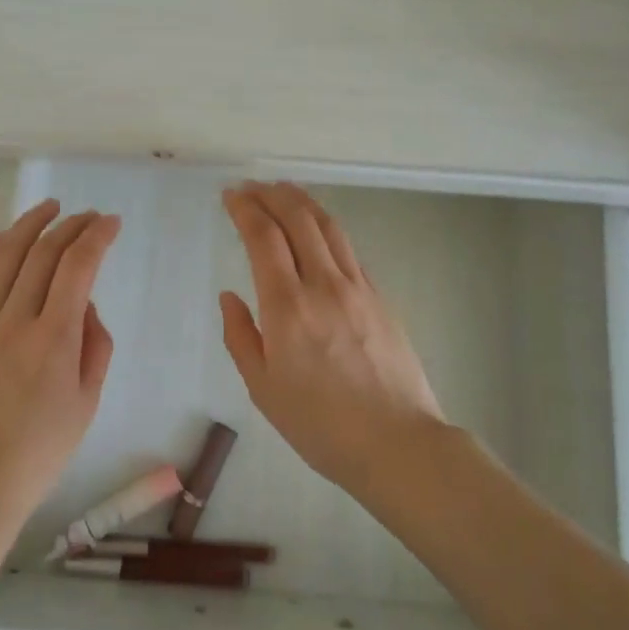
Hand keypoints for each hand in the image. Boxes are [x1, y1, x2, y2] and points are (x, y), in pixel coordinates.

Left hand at [0, 199, 121, 527]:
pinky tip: (7, 240)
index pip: (78, 267)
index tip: (111, 223)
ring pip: (4, 256)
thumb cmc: (41, 450)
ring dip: (29, 225)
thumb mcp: (87, 402)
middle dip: (70, 226)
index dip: (97, 236)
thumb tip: (84, 306)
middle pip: (43, 253)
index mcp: (53, 339)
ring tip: (49, 208)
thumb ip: (94, 345)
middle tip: (89, 216)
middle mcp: (15, 321)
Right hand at [220, 182, 445, 500]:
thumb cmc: (320, 424)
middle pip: (297, 219)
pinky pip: (347, 248)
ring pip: (328, 226)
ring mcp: (357, 287)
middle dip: (271, 194)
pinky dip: (325, 227)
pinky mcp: (379, 296)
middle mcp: (323, 284)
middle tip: (251, 187)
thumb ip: (240, 335)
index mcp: (288, 306)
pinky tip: (317, 230)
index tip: (230, 195)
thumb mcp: (263, 388)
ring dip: (302, 201)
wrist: (397, 443)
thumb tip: (231, 296)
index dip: (245, 208)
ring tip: (283, 191)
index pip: (263, 237)